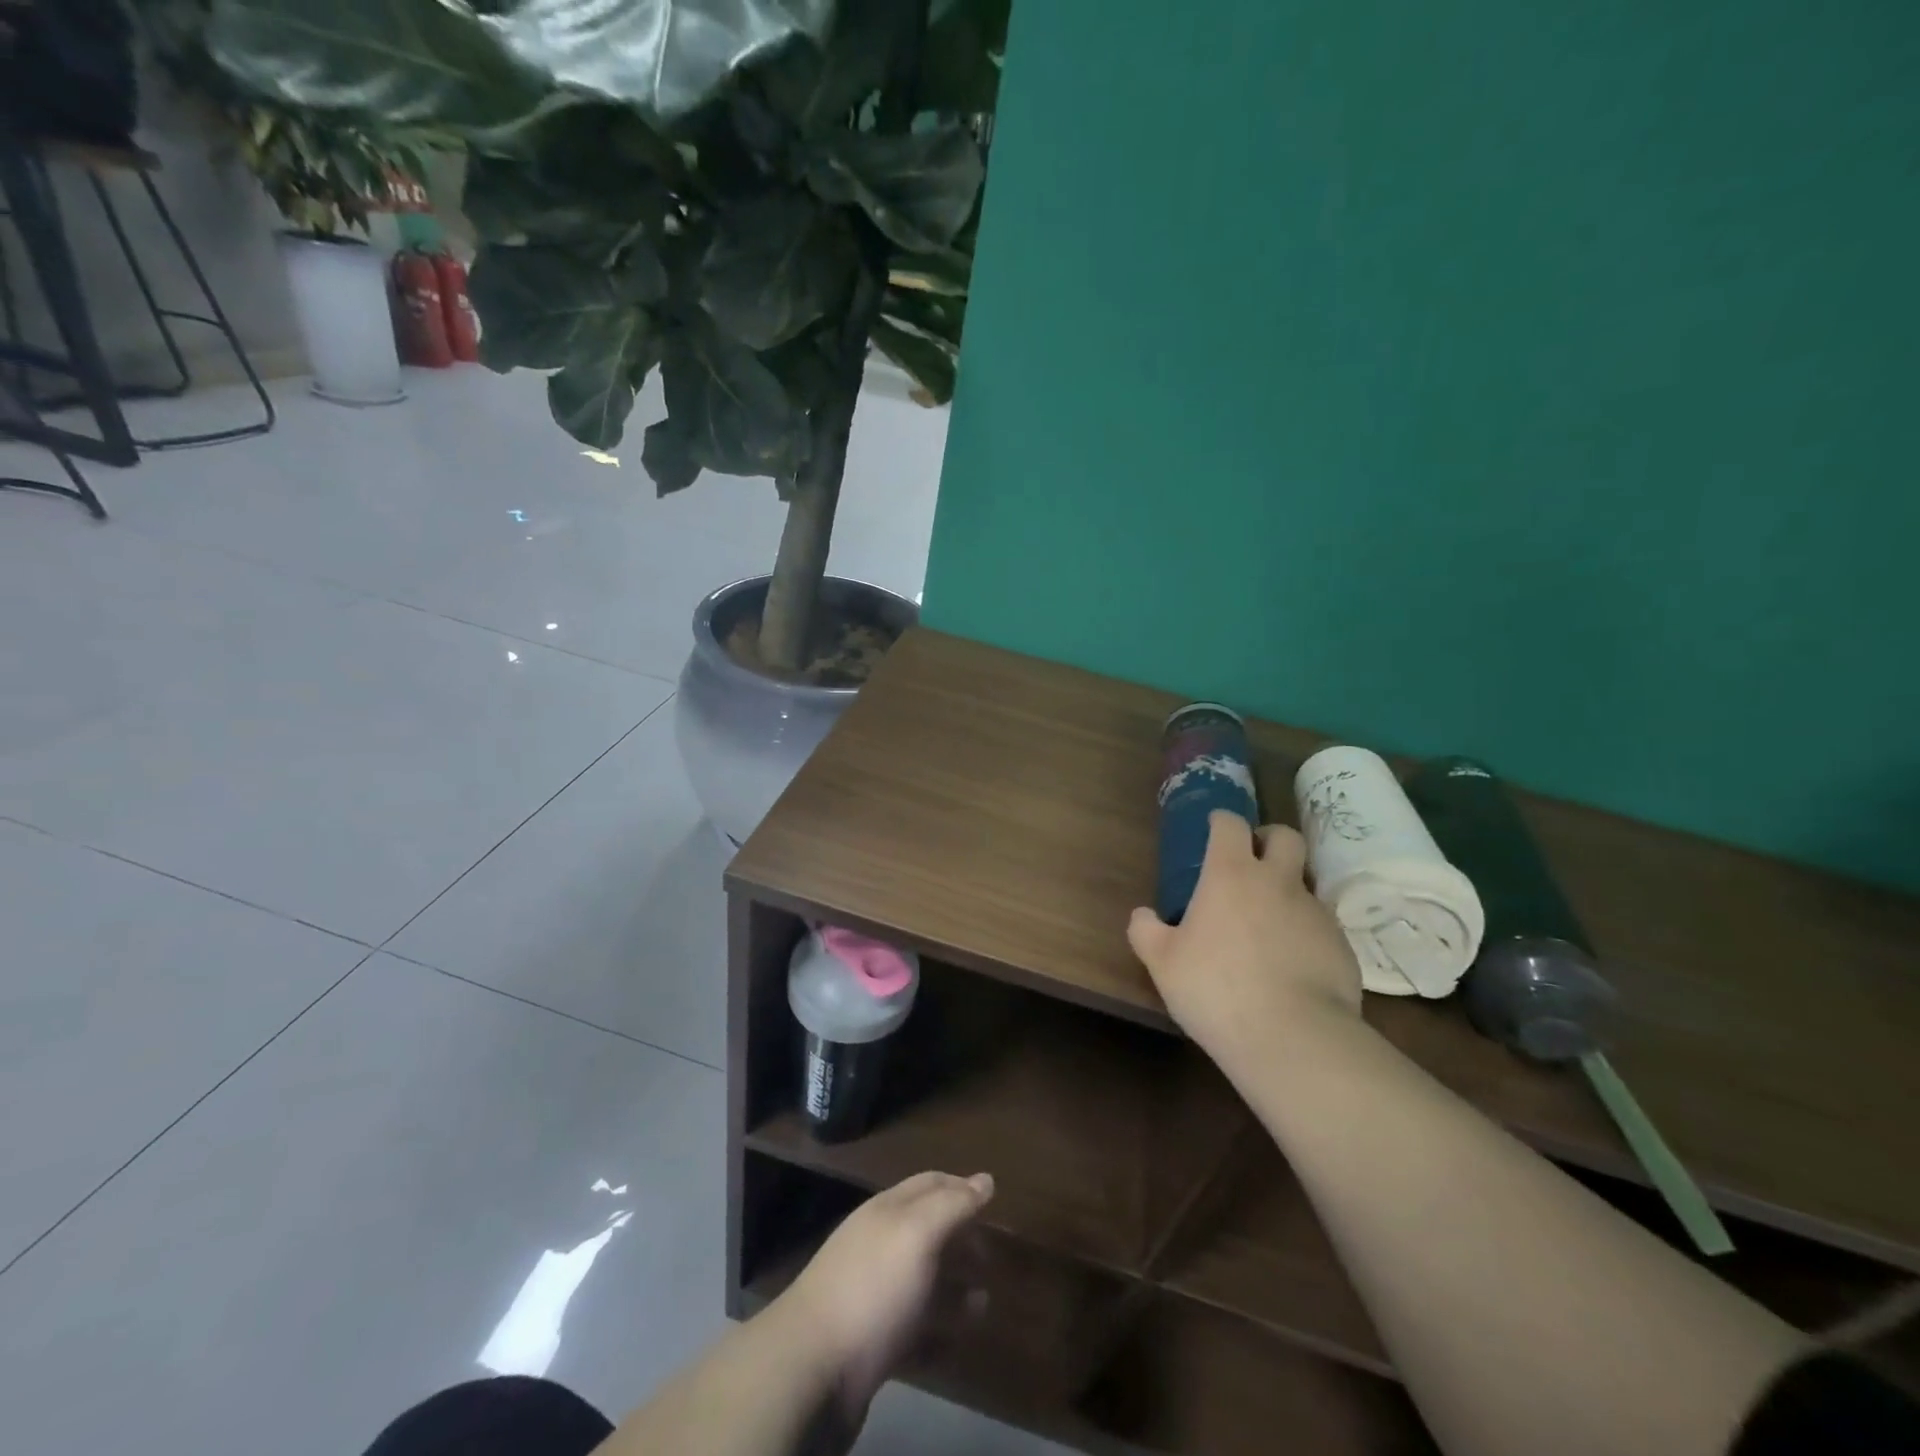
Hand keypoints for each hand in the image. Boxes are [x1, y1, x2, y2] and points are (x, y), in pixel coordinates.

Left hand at [779, 1171, 994, 1419]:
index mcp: (887, 1211)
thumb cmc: (872, 1287)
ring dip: (954, 1287)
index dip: (961, 1186)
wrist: (812, 1368)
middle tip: (991, 1255)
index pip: (929, 1184)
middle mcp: (879, 1245)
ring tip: (985, 1302)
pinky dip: (939, 1329)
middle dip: (960, 1238)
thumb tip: (985, 1179)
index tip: (992, 1200)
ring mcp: (873, 1294)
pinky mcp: (872, 1342)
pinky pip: (914, 1328)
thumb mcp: (917, 1233)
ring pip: (922, 1281)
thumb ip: (952, 1205)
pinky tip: (959, 1339)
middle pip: (926, 1231)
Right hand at [1128, 810, 1362, 1075]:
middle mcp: (1277, 882)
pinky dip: (1304, 935)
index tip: (1214, 828)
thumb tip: (1142, 915)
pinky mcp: (1342, 946)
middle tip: (1252, 862)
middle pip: (1285, 836)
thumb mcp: (1162, 963)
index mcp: (1230, 875)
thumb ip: (1146, 931)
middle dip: (1268, 839)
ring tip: (1267, 929)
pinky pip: (1320, 927)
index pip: (1230, 824)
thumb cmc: (1215, 989)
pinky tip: (1291, 967)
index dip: (1221, 821)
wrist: (1294, 1038)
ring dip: (1286, 893)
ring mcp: (1315, 912)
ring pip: (1304, 884)